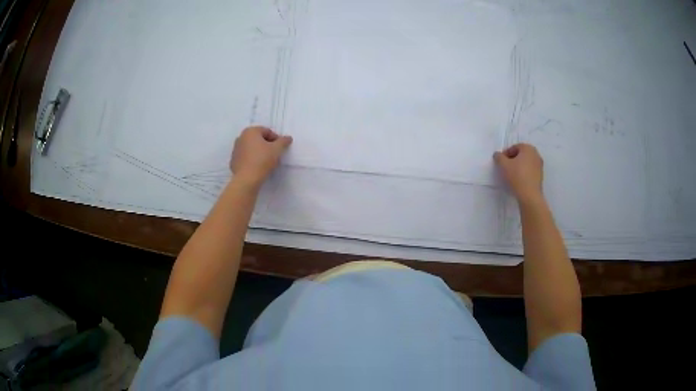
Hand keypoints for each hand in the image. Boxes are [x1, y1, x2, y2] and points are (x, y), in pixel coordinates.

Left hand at [230, 126, 291, 186]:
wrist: (246, 179)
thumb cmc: (262, 160)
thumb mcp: (277, 150)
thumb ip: (283, 141)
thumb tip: (288, 138)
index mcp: (250, 131)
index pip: (267, 131)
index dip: (276, 139)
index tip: (280, 149)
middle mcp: (241, 137)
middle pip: (258, 139)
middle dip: (267, 145)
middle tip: (274, 155)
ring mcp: (235, 149)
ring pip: (251, 148)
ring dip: (259, 152)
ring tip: (266, 162)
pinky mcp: (233, 161)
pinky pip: (246, 157)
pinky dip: (252, 159)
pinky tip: (257, 167)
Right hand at [494, 143, 543, 202]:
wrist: (530, 195)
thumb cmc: (517, 176)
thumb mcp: (503, 165)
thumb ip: (499, 157)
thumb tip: (498, 155)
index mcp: (528, 148)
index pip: (514, 147)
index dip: (505, 154)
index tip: (501, 163)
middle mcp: (536, 154)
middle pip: (521, 154)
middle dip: (513, 159)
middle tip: (505, 168)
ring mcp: (539, 165)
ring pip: (526, 163)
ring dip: (519, 166)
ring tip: (511, 175)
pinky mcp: (540, 176)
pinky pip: (530, 170)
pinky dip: (524, 173)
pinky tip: (518, 180)